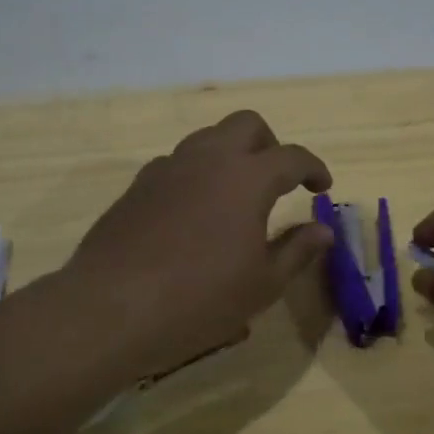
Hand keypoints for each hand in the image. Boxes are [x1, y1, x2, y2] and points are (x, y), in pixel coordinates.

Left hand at [67, 110, 334, 375]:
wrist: (110, 308)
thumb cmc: (198, 300)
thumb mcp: (261, 285)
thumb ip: (296, 251)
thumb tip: (323, 230)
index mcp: (247, 178)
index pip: (292, 156)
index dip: (314, 168)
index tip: (322, 187)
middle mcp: (207, 159)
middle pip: (247, 124)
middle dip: (270, 144)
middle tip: (278, 181)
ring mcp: (167, 168)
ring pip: (207, 138)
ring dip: (230, 155)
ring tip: (235, 196)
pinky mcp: (138, 186)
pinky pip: (176, 164)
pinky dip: (196, 174)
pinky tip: (193, 213)